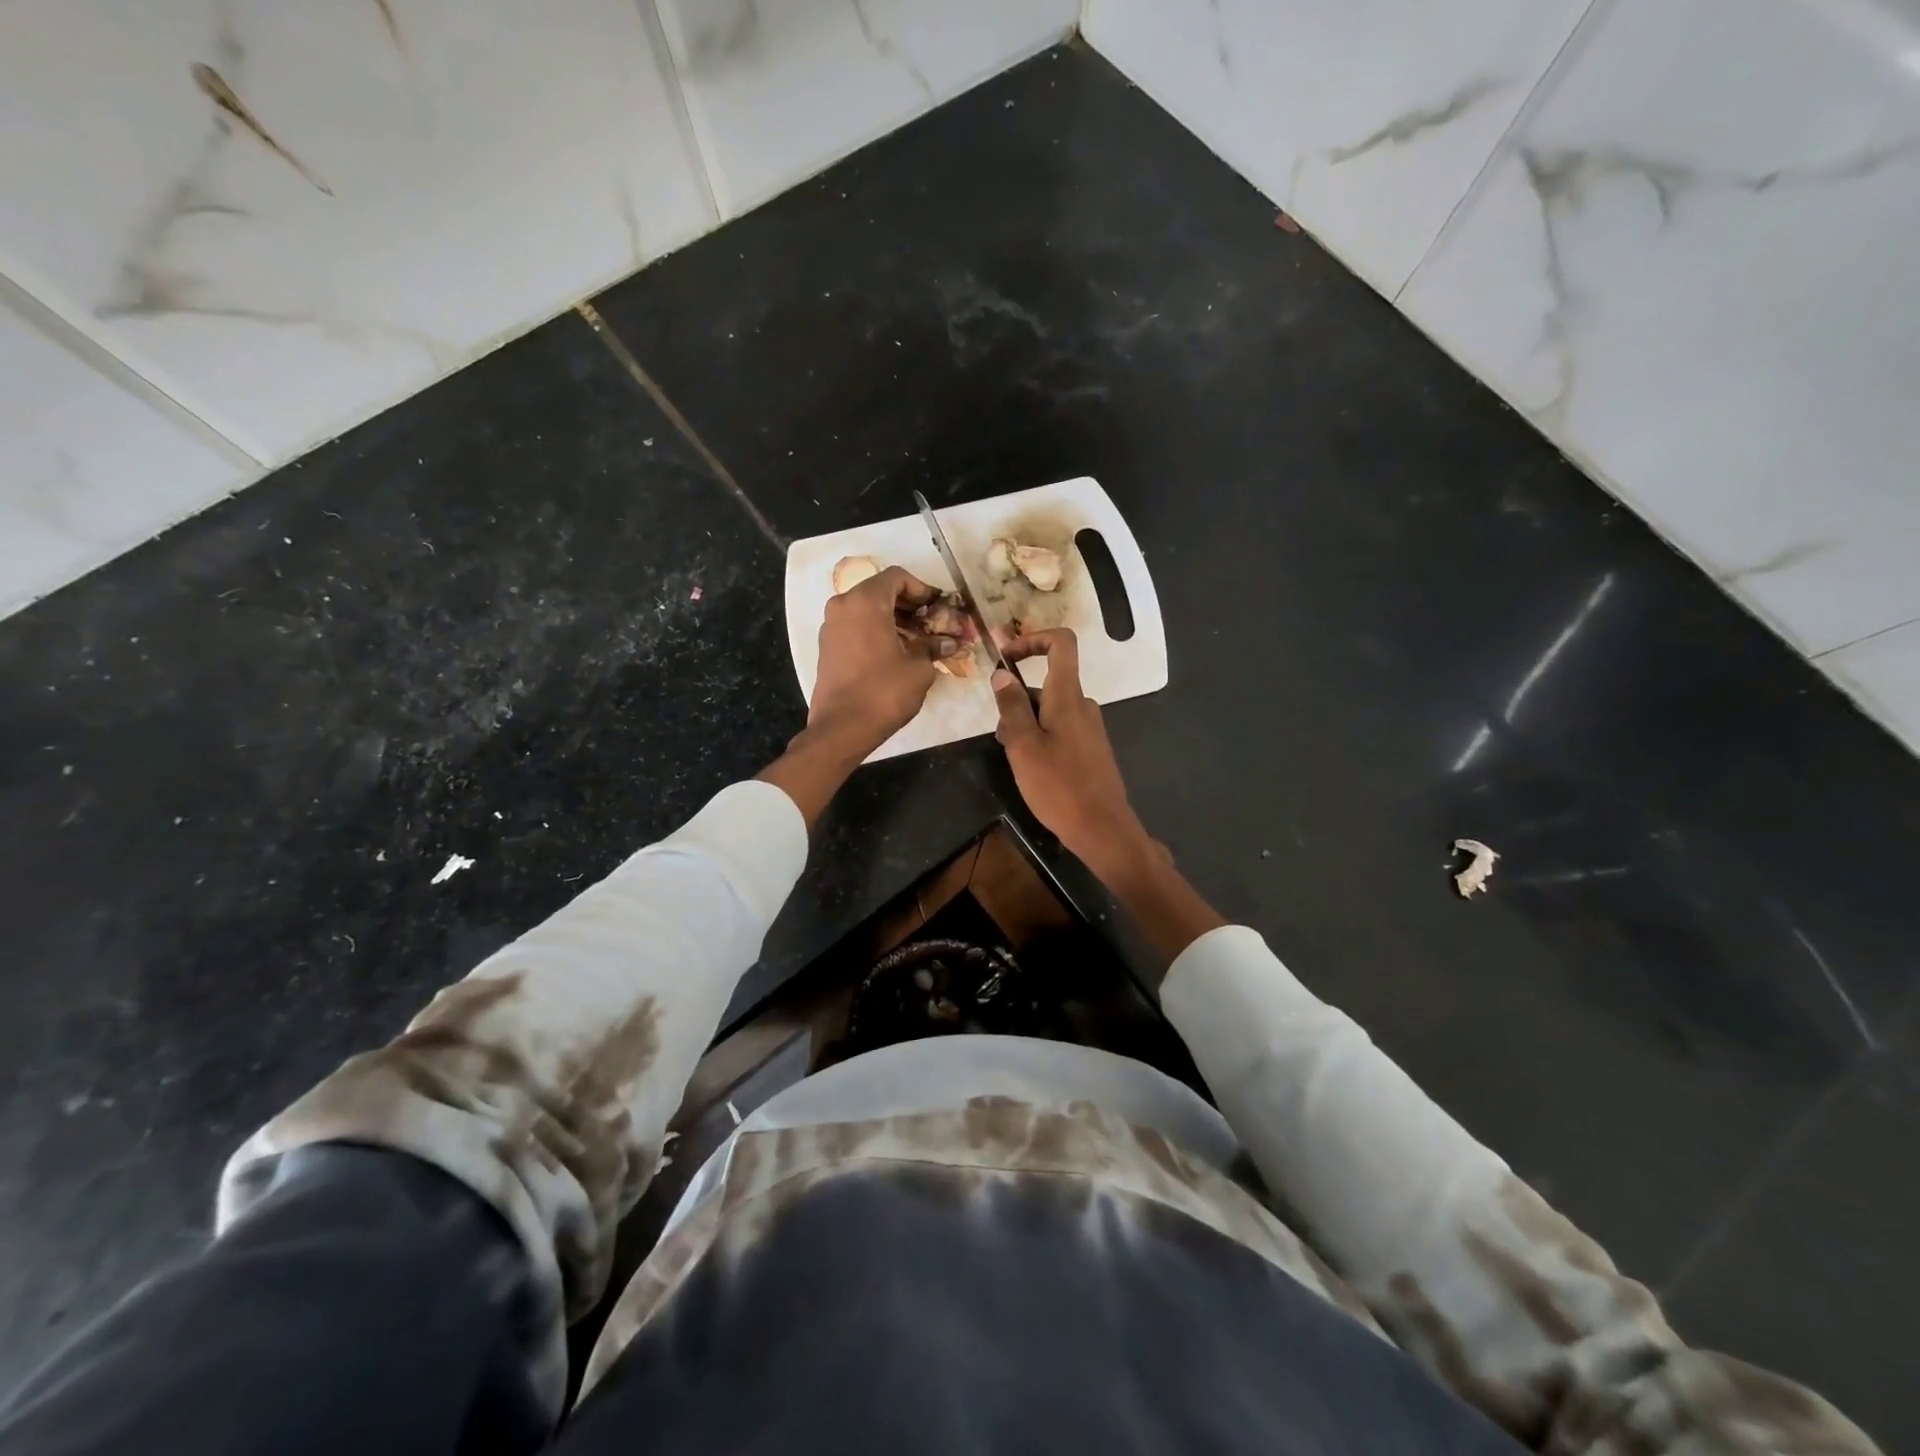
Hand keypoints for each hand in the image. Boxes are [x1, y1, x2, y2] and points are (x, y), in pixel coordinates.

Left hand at [809, 566, 955, 755]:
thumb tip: (949, 642)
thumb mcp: (919, 668)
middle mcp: (843, 605)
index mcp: (866, 601)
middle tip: (932, 625)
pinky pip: (855, 626)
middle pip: (881, 591)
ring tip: (918, 641)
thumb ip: (933, 647)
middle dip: (909, 605)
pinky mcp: (827, 646)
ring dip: (894, 619)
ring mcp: (831, 626)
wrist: (842, 728)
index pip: (897, 577)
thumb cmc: (884, 692)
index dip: (923, 589)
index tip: (939, 609)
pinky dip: (876, 631)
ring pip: (867, 609)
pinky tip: (896, 652)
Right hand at [991, 629, 1148, 876]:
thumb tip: (1002, 674)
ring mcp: (1089, 728)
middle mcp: (1083, 705)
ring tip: (1014, 758)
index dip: (1032, 639)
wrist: (1102, 828)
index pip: (1061, 643)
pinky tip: (1032, 769)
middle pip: (1047, 683)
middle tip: (1001, 736)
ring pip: (1050, 710)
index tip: (1006, 657)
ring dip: (1026, 724)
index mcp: (1068, 696)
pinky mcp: (1090, 749)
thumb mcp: (1023, 746)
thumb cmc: (1059, 786)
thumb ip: (1012, 707)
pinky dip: (1040, 738)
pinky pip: (1060, 729)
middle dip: (1017, 700)